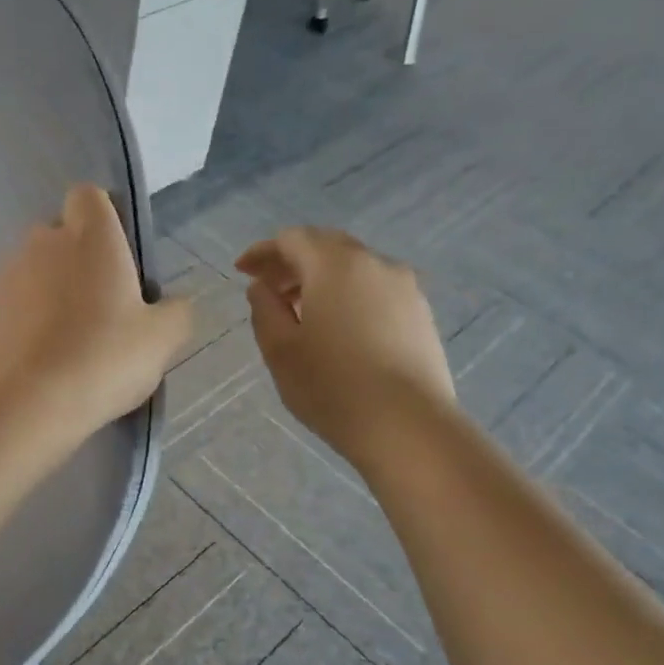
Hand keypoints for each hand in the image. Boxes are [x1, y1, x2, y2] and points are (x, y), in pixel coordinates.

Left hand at [0, 185, 192, 440]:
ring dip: (48, 293)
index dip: (103, 221)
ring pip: (32, 271)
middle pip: (60, 237)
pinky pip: (9, 304)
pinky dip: (23, 320)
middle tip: (100, 310)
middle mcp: (42, 242)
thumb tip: (170, 304)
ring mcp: (4, 275)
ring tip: (66, 342)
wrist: (27, 404)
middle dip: (77, 263)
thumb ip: (175, 311)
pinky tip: (38, 358)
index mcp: (90, 236)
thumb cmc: (104, 358)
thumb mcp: (162, 339)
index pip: (89, 197)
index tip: (117, 259)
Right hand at [236, 228, 453, 460]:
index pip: (292, 239)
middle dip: (293, 261)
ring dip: (322, 278)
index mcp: (334, 265)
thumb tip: (263, 287)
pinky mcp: (420, 313)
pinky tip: (338, 327)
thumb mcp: (280, 349)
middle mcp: (374, 263)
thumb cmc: (331, 386)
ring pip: (354, 267)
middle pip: (326, 246)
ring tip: (301, 311)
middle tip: (268, 288)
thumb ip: (264, 309)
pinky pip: (375, 288)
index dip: (263, 252)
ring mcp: (405, 287)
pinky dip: (348, 294)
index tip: (242, 271)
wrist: (406, 425)